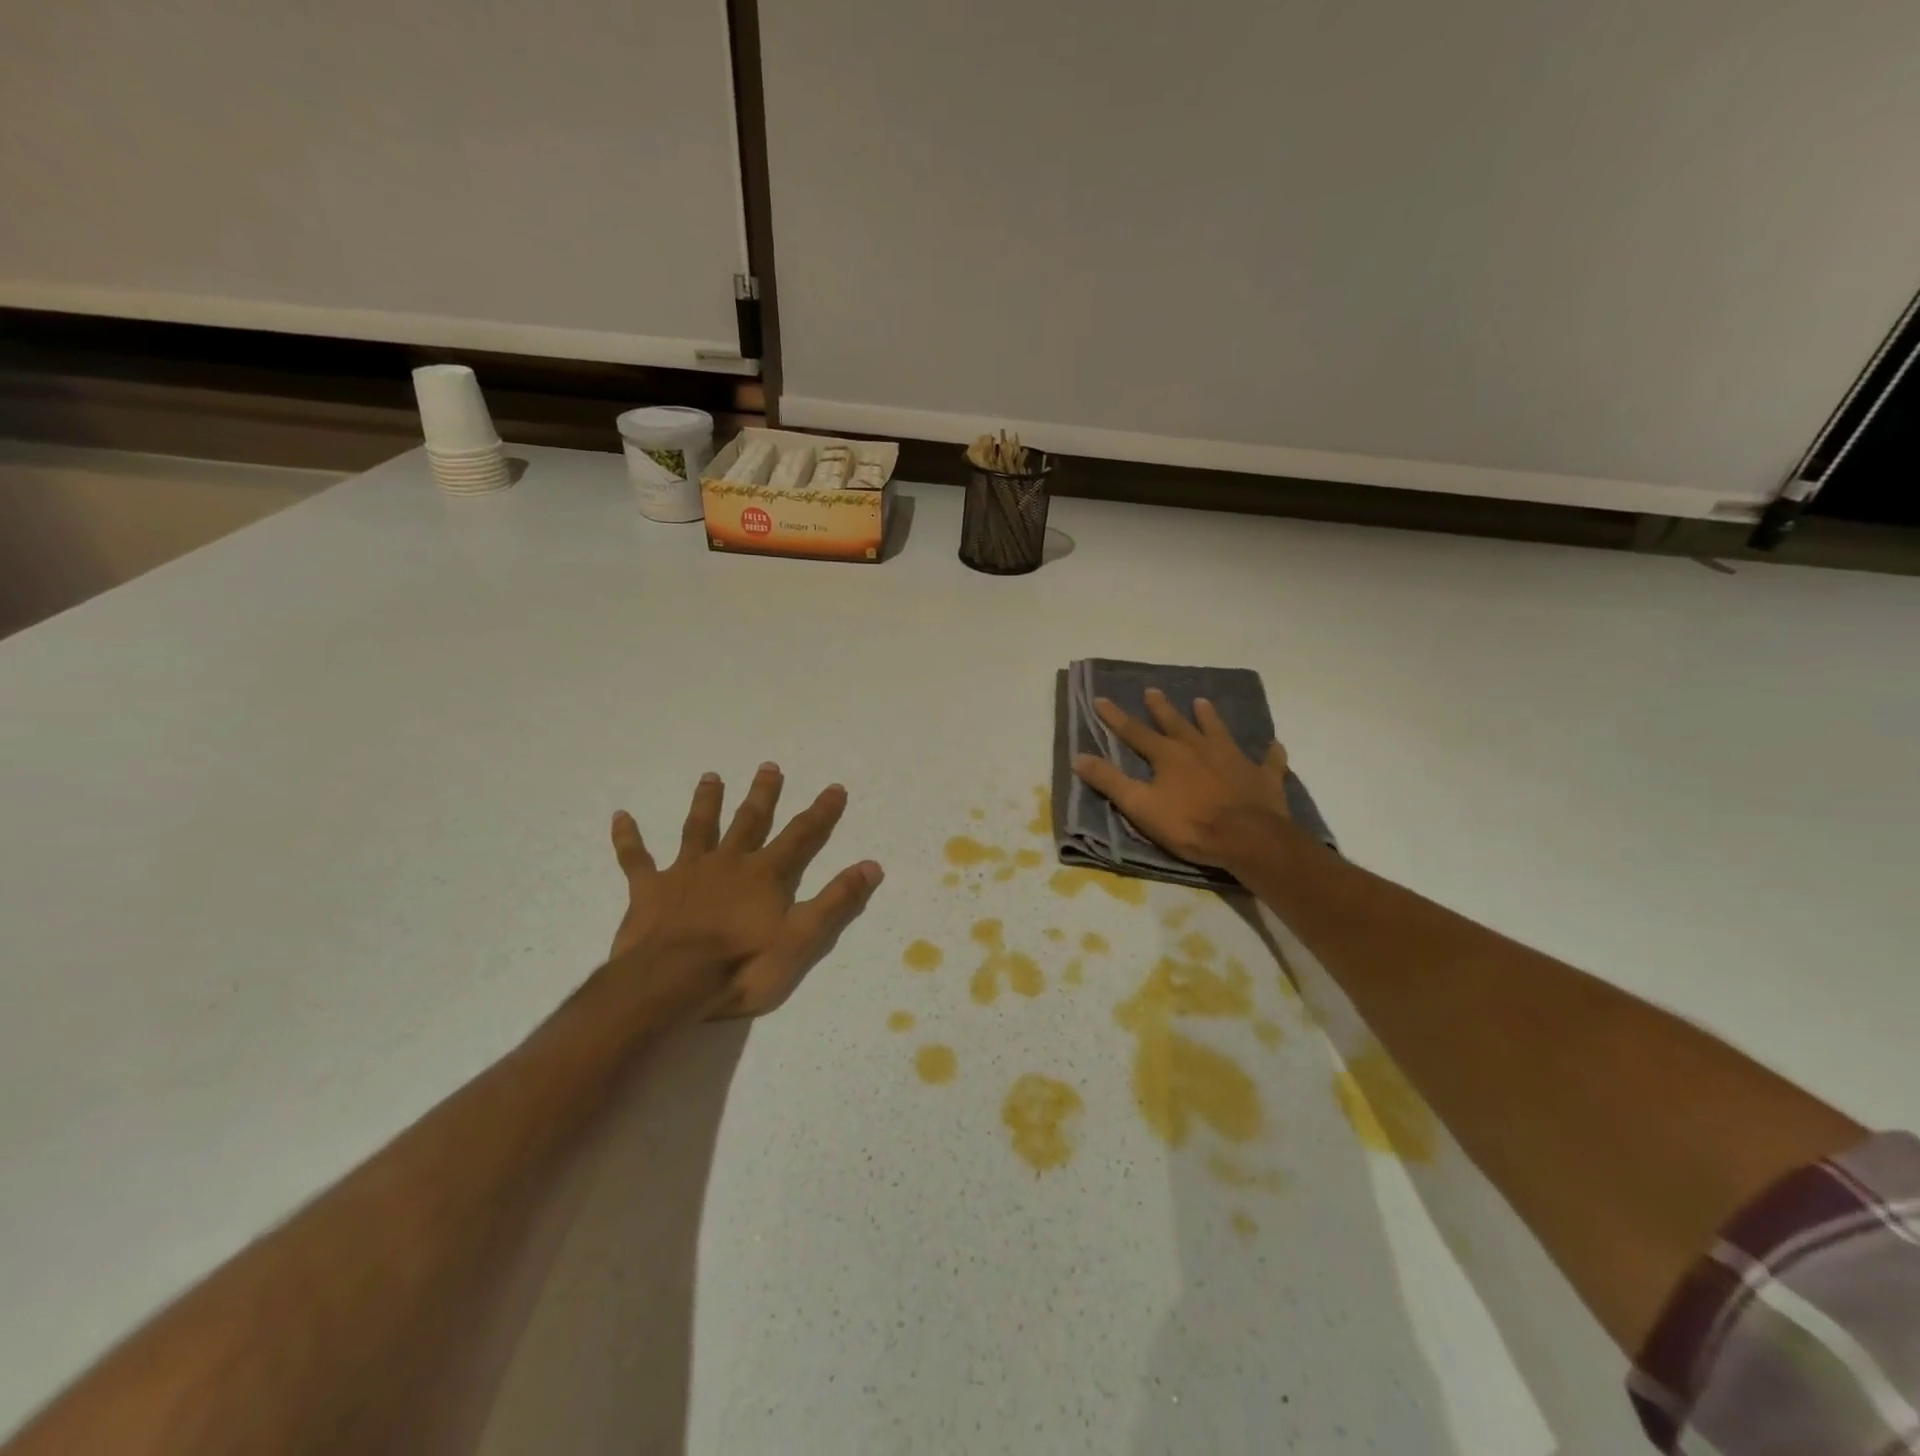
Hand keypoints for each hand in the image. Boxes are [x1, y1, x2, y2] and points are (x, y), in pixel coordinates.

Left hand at [607, 764, 883, 1016]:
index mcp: (765, 874)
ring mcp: (686, 872)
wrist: (671, 982)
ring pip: (698, 828)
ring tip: (711, 776)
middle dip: (763, 794)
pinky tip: (621, 816)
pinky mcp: (649, 889)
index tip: (834, 788)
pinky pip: (636, 859)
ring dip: (706, 802)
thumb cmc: (742, 965)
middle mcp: (728, 862)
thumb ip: (836, 901)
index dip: (821, 812)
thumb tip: (872, 865)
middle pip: (750, 820)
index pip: (801, 835)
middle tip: (769, 766)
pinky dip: (629, 838)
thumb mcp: (802, 938)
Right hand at [1072, 688, 1296, 870]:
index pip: (1135, 732)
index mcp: (1169, 756)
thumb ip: (1110, 781)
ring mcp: (1235, 760)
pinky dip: (1270, 753)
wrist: (1248, 839)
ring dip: (1210, 718)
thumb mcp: (1140, 806)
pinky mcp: (1263, 777)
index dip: (1116, 717)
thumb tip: (1079, 756)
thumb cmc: (1190, 825)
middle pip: (1177, 724)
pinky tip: (1273, 745)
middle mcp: (1200, 749)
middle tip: (1153, 690)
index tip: (1100, 699)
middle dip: (1161, 708)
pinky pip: (1268, 760)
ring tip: (1202, 702)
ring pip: (1219, 732)